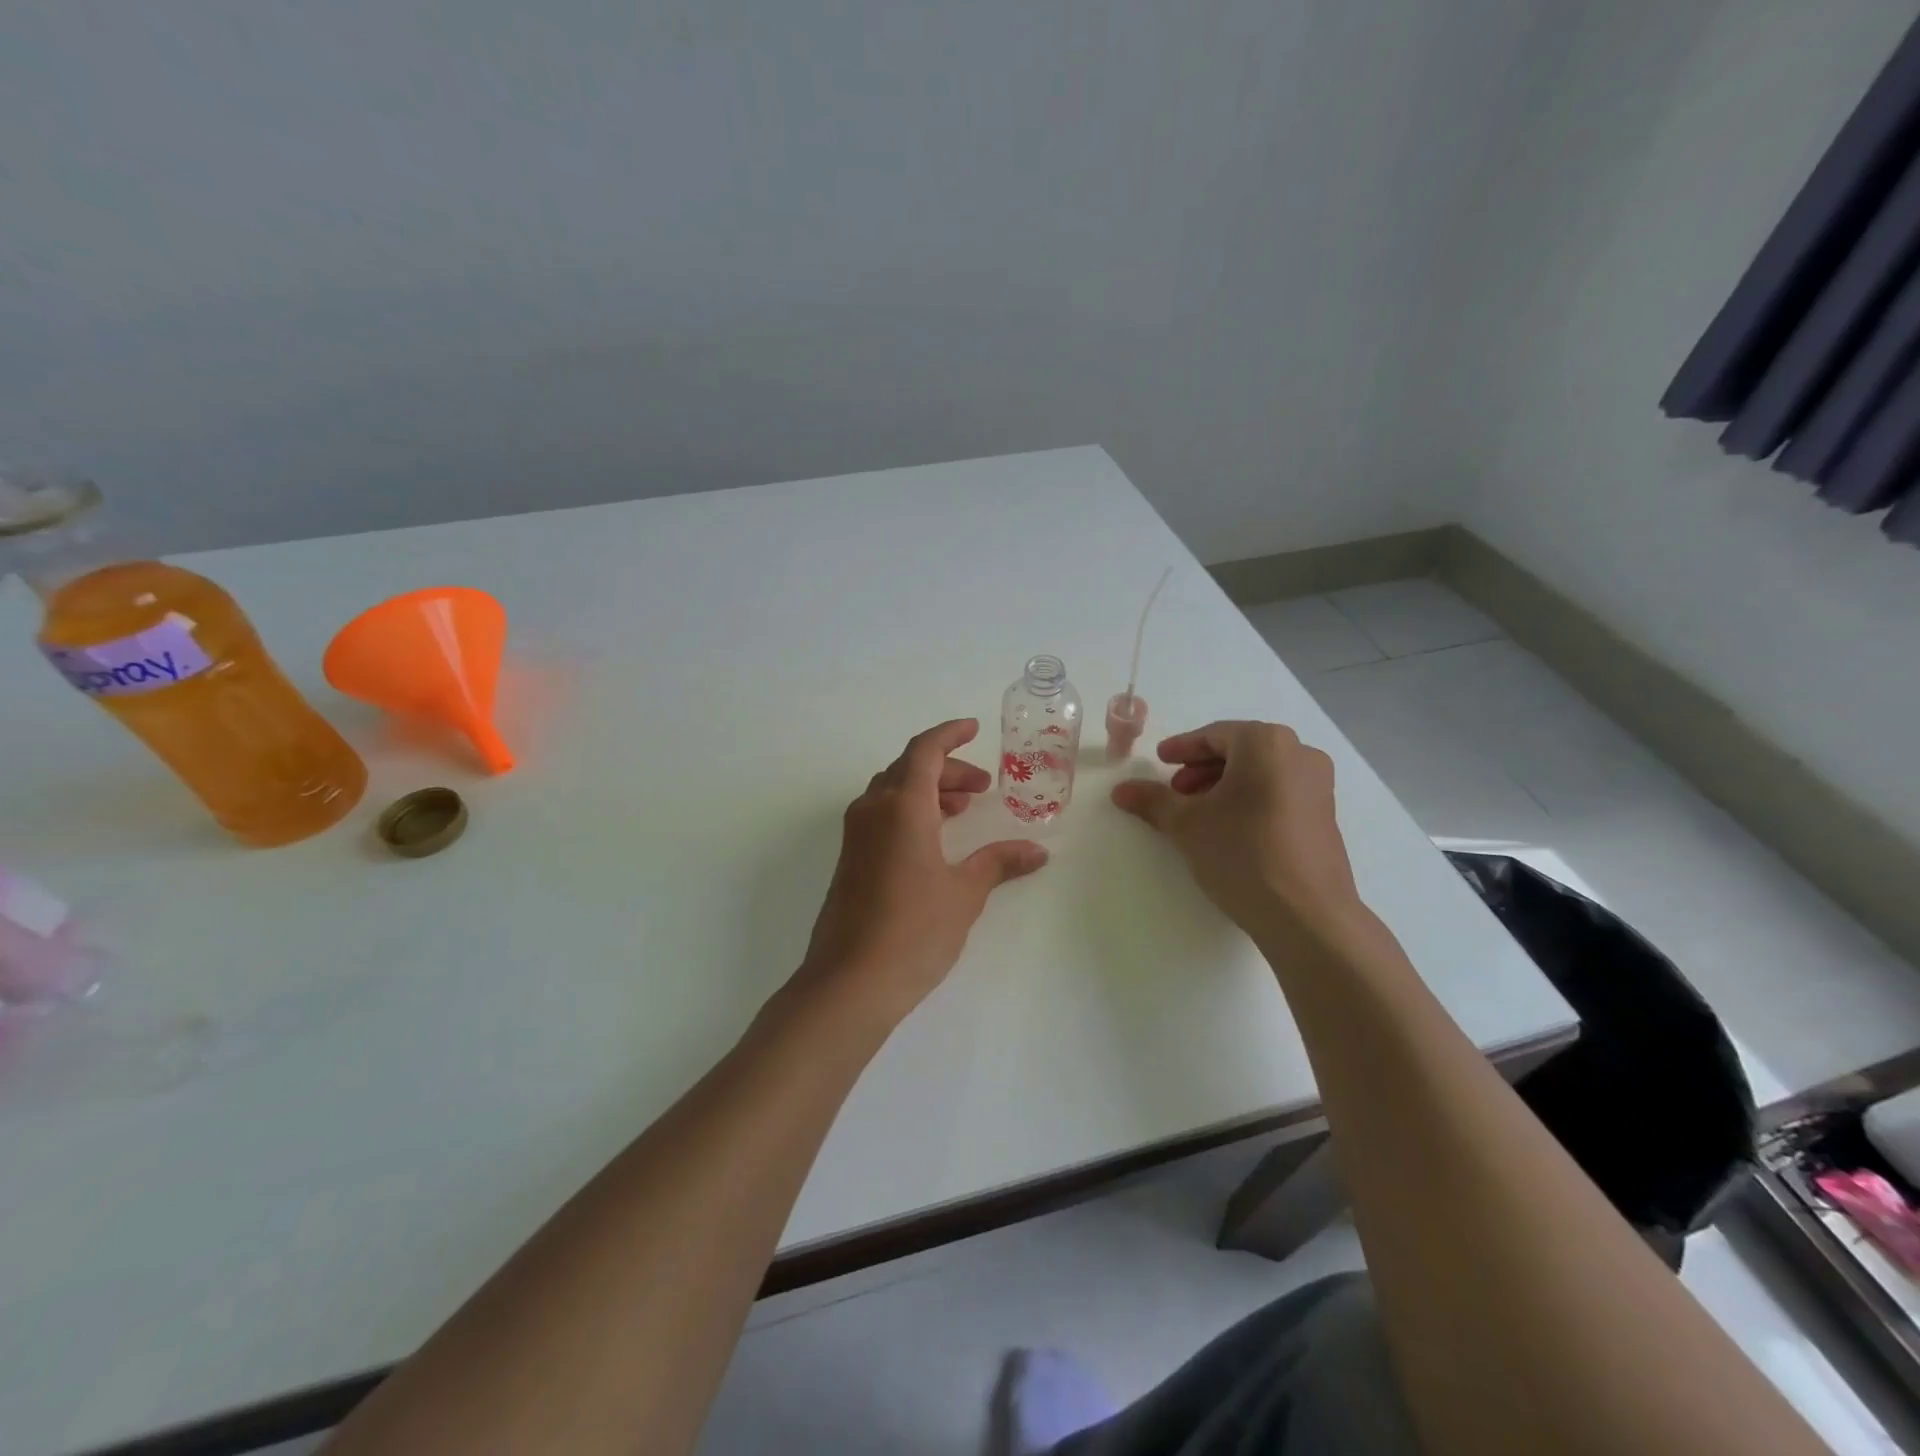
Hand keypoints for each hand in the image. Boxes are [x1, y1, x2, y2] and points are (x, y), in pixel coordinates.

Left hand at [800, 719, 1048, 1023]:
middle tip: (981, 788)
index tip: (973, 729)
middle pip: (909, 768)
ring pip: (892, 791)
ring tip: (961, 810)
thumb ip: (999, 863)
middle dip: (947, 769)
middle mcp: (873, 810)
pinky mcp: (849, 859)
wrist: (850, 981)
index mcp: (902, 806)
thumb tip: (1038, 851)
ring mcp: (855, 834)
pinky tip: (932, 839)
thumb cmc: (914, 930)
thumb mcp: (964, 893)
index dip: (950, 734)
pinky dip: (909, 811)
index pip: (925, 750)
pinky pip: (881, 815)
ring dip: (927, 790)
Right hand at [1110, 721, 1362, 938]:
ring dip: (1225, 785)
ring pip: (1260, 773)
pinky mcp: (1325, 816)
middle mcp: (1299, 754)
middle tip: (1176, 790)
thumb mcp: (1186, 824)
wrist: (1306, 915)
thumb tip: (1120, 790)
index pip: (1214, 735)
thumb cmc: (1242, 853)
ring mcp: (1318, 785)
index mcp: (1266, 743)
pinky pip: (1279, 792)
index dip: (1182, 749)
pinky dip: (1250, 799)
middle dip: (1202, 768)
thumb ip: (1152, 800)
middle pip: (1240, 751)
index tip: (1159, 761)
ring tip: (1198, 812)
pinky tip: (1230, 828)